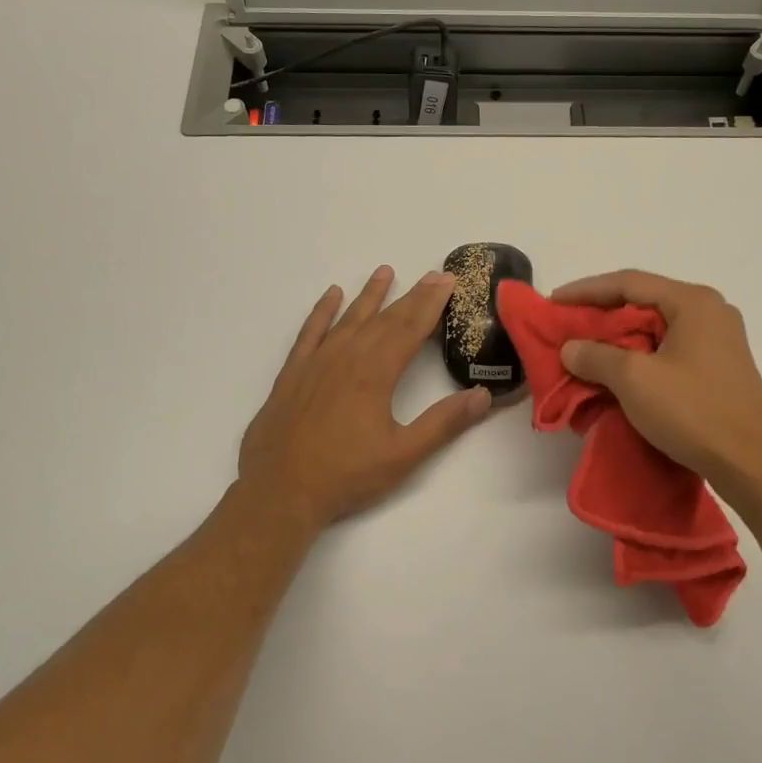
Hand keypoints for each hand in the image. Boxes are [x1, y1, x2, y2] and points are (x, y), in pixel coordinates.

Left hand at [238, 265, 492, 532]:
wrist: (279, 490)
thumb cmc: (345, 474)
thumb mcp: (403, 455)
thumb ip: (443, 423)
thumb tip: (482, 395)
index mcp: (376, 373)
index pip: (410, 329)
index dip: (431, 304)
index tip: (447, 281)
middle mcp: (347, 357)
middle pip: (385, 319)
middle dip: (411, 296)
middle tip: (432, 275)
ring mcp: (317, 361)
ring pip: (349, 318)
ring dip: (370, 295)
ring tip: (385, 271)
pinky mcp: (293, 372)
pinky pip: (310, 331)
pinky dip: (322, 311)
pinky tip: (331, 295)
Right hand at [552, 270, 761, 502]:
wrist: (751, 465)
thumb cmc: (693, 412)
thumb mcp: (633, 380)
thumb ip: (595, 355)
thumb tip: (571, 348)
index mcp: (693, 302)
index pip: (629, 283)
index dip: (586, 290)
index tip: (554, 302)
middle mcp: (711, 312)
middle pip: (645, 302)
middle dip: (603, 314)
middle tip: (568, 325)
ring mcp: (720, 340)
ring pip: (658, 327)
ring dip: (621, 337)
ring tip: (588, 349)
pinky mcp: (721, 368)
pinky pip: (671, 348)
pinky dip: (641, 355)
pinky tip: (621, 371)